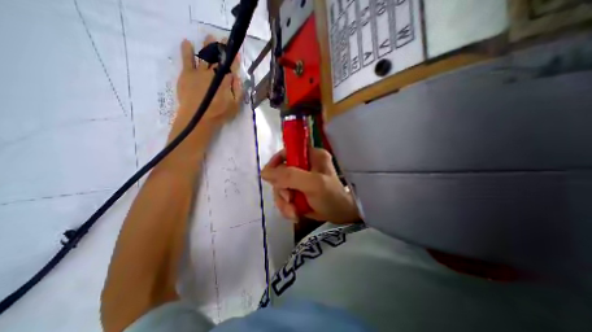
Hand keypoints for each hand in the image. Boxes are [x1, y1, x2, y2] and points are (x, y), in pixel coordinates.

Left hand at [171, 36, 244, 144]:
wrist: (198, 118)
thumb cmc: (220, 113)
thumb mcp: (235, 105)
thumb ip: (238, 90)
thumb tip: (237, 77)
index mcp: (225, 80)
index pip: (231, 66)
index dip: (233, 59)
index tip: (235, 52)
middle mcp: (213, 72)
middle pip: (218, 58)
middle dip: (222, 48)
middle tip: (223, 40)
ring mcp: (199, 72)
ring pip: (204, 55)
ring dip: (207, 45)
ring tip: (210, 37)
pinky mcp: (187, 74)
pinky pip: (187, 59)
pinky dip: (187, 50)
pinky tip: (187, 42)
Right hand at [260, 148, 360, 224]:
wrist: (341, 216)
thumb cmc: (332, 197)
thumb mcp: (313, 184)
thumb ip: (290, 176)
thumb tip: (264, 173)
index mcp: (311, 155)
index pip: (286, 152)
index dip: (275, 163)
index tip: (270, 177)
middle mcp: (304, 165)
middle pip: (280, 173)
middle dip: (282, 190)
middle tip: (289, 200)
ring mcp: (301, 179)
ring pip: (281, 187)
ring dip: (284, 202)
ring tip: (293, 212)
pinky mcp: (298, 191)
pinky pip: (284, 197)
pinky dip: (287, 207)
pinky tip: (295, 215)